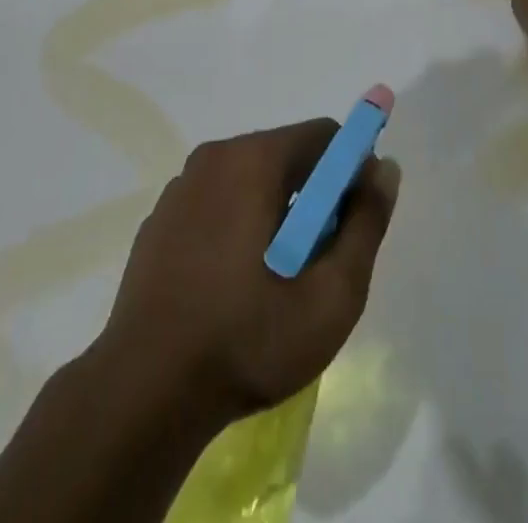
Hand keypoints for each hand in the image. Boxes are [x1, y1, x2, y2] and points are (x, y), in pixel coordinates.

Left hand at [97, 122, 400, 427]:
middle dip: (313, 196)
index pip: (323, 135)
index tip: (352, 223)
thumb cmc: (247, 339)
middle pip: (286, 155)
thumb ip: (366, 224)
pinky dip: (236, 225)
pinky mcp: (159, 220)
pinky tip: (231, 286)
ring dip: (275, 212)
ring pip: (250, 179)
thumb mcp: (331, 295)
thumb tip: (384, 168)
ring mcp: (180, 187)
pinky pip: (216, 203)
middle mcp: (214, 156)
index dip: (350, 171)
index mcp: (254, 159)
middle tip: (316, 262)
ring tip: (274, 281)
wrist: (143, 393)